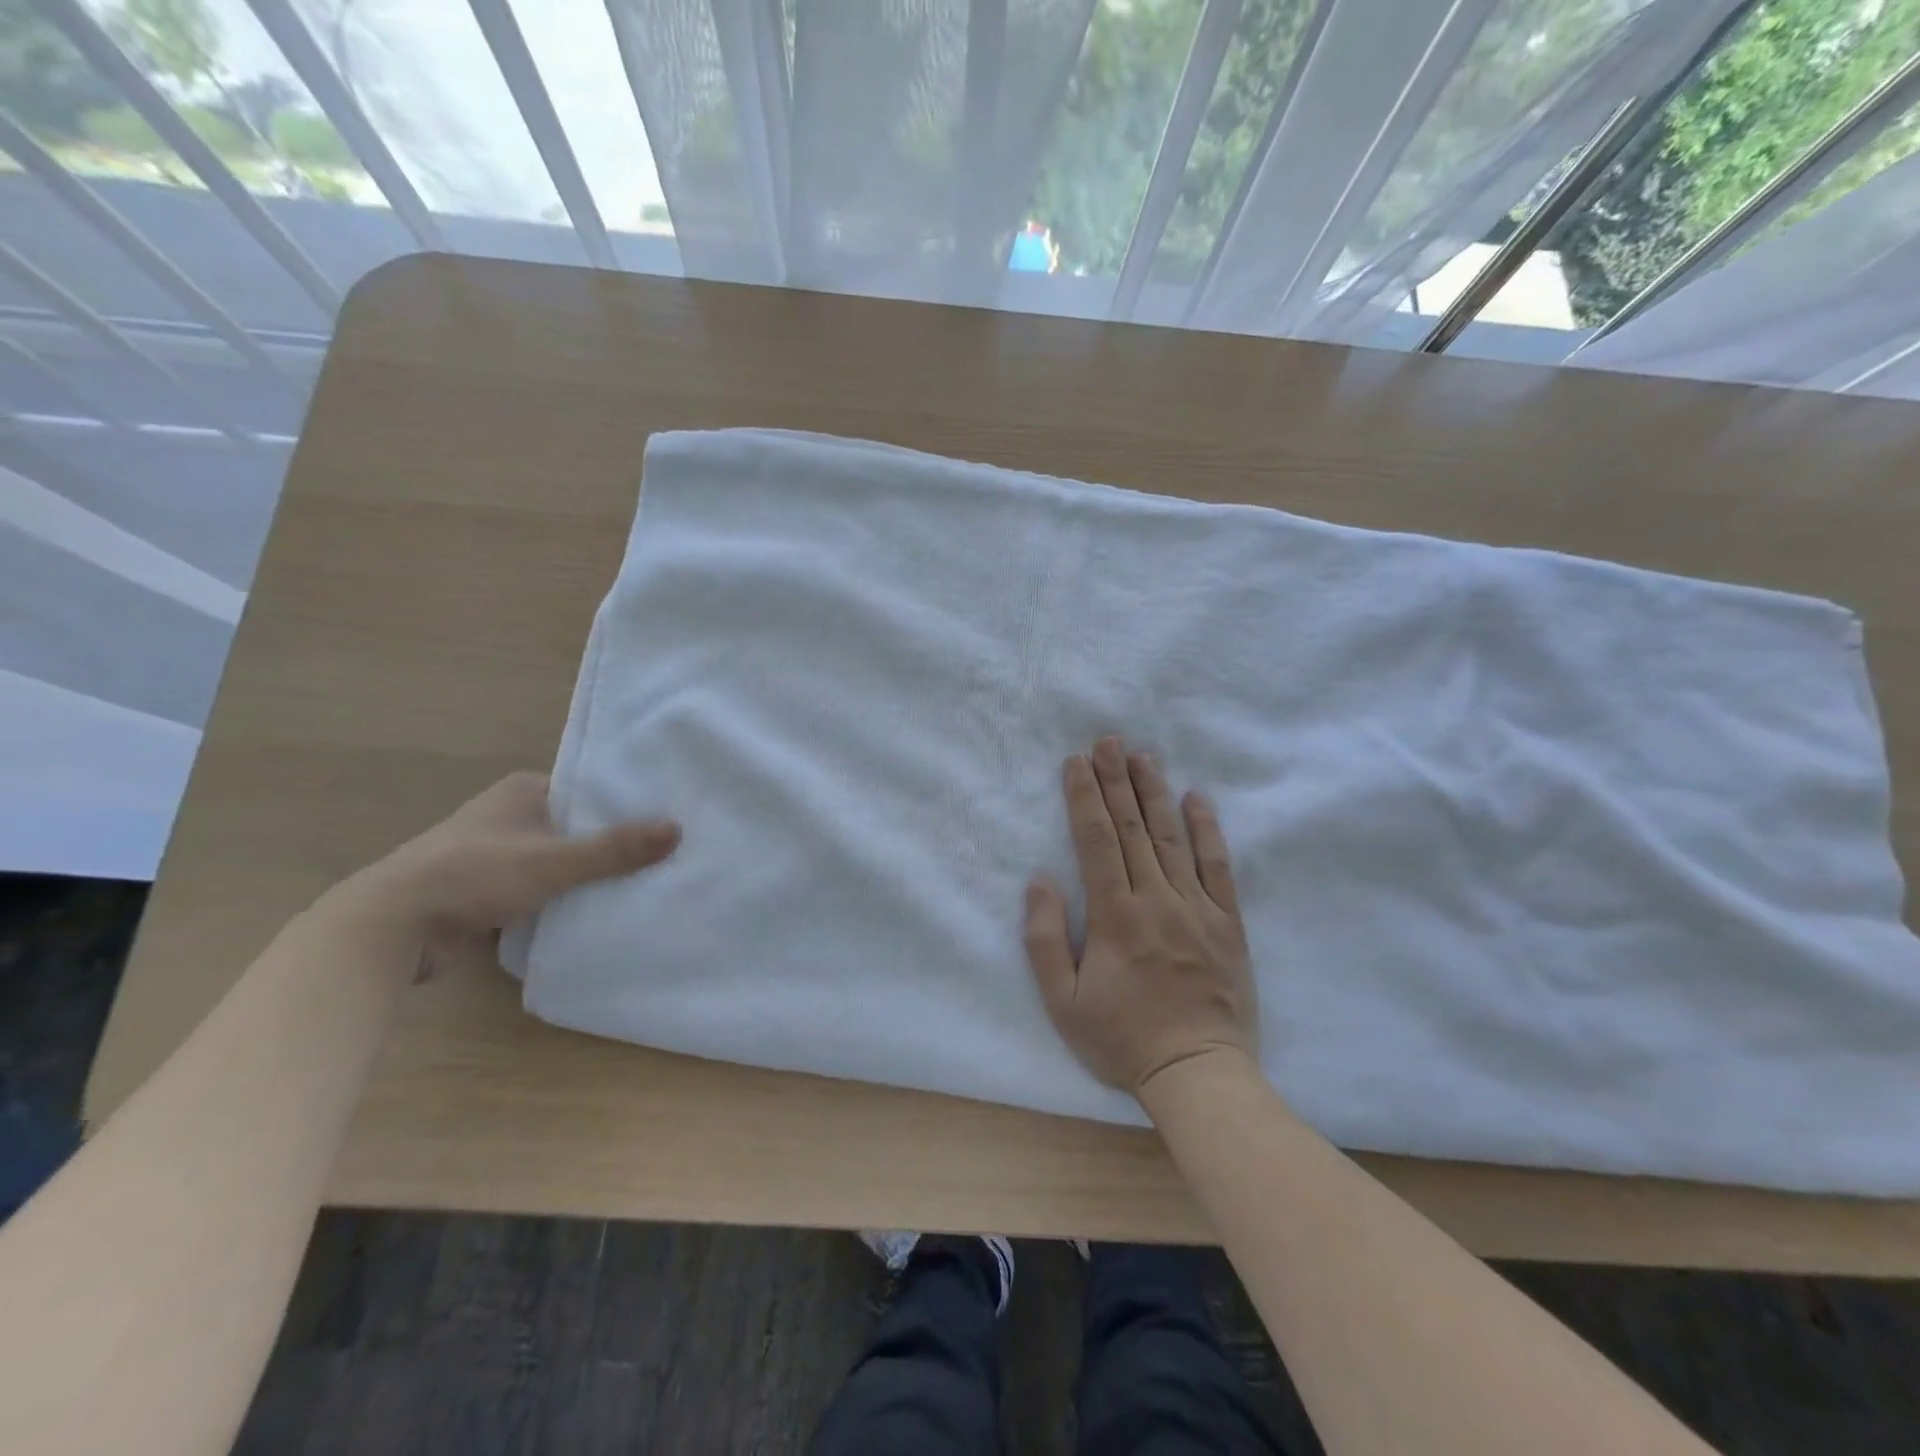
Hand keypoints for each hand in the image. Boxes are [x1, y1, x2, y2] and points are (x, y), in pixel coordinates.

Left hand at [341, 772, 679, 934]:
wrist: (390, 930)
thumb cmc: (472, 876)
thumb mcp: (551, 860)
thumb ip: (613, 849)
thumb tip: (678, 829)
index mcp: (524, 791)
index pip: (591, 790)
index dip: (628, 805)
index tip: (671, 820)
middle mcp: (513, 816)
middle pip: (581, 828)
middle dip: (615, 844)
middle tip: (669, 856)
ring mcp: (501, 855)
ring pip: (564, 862)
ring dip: (592, 876)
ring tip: (649, 884)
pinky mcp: (493, 892)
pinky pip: (547, 890)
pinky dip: (570, 899)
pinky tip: (606, 911)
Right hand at [1024, 737, 1256, 1095]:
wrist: (1198, 1074)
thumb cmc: (1122, 1040)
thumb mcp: (1062, 1003)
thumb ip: (1046, 940)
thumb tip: (1040, 881)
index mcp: (1115, 916)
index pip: (1097, 841)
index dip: (1085, 798)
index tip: (1077, 762)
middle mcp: (1157, 900)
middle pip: (1133, 829)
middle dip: (1116, 781)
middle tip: (1108, 741)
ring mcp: (1196, 908)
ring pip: (1172, 838)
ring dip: (1155, 793)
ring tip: (1142, 756)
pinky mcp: (1227, 922)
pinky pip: (1217, 867)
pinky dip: (1207, 830)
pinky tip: (1197, 798)